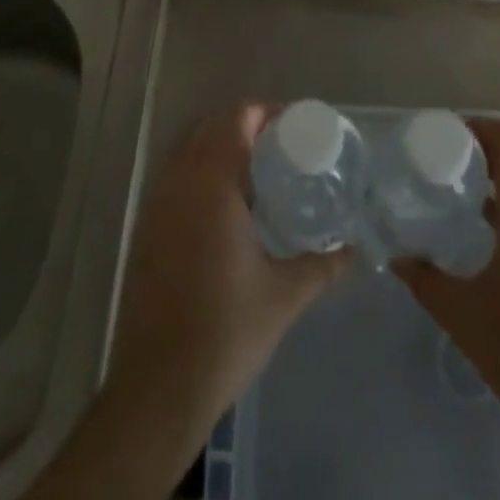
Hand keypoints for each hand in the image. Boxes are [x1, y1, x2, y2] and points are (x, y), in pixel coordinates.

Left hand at [104, 102, 350, 446]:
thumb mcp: (284, 296)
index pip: (235, 119)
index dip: (264, 112)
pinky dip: (200, 172)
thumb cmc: (225, 332)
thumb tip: (353, 249)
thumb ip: (322, 264)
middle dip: (244, 125)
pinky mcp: (146, 228)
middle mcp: (180, 182)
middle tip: (280, 147)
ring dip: (220, 147)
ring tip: (257, 172)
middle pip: (210, 126)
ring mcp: (156, 204)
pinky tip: (225, 208)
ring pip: (189, 150)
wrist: (158, 388)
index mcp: (213, 184)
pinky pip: (175, 177)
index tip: (293, 127)